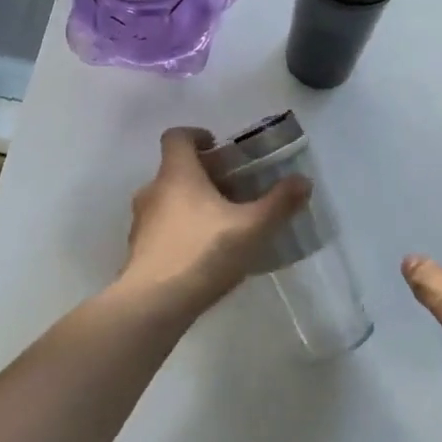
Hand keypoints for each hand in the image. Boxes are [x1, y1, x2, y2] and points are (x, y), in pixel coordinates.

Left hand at [116, 126, 310, 322]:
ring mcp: (141, 223)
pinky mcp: (138, 252)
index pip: (177, 137)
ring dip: (191, 205)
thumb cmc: (203, 253)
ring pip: (168, 201)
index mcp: (177, 174)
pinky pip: (162, 230)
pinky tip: (204, 254)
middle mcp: (153, 191)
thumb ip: (279, 203)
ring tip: (222, 224)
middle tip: (234, 190)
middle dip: (204, 176)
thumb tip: (303, 181)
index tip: (218, 147)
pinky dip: (181, 232)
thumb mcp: (252, 227)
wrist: (153, 305)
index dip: (196, 135)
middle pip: (176, 170)